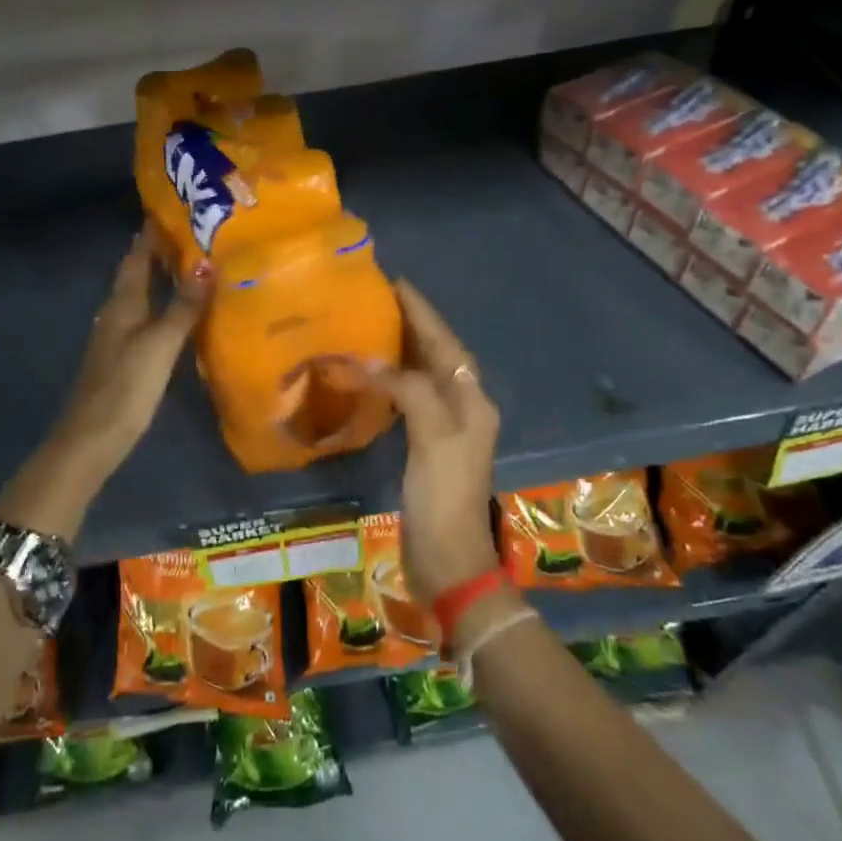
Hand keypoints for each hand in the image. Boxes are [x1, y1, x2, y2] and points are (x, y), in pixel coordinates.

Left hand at [47, 225, 208, 472]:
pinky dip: (160, 305)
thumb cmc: (126, 386)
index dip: (151, 234)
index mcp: (123, 303)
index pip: (136, 257)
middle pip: (136, 274)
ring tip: (191, 266)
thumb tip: (207, 264)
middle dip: (158, 252)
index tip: (172, 210)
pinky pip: (143, 318)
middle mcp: (116, 313)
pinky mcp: (122, 357)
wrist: (92, 438)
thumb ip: (184, 306)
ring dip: (160, 278)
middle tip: (192, 234)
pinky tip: (177, 313)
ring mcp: (116, 336)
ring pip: (139, 296)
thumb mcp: (160, 344)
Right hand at [372, 279, 501, 606]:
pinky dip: (391, 378)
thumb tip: (371, 361)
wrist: (448, 557)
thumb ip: (408, 390)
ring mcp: (445, 427)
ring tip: (370, 324)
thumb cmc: (444, 494)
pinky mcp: (426, 444)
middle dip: (411, 324)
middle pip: (437, 354)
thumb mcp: (432, 436)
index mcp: (471, 399)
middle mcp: (463, 406)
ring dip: (401, 348)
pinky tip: (371, 373)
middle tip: (377, 298)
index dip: (422, 312)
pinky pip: (408, 396)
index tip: (396, 283)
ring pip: (423, 373)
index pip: (446, 343)